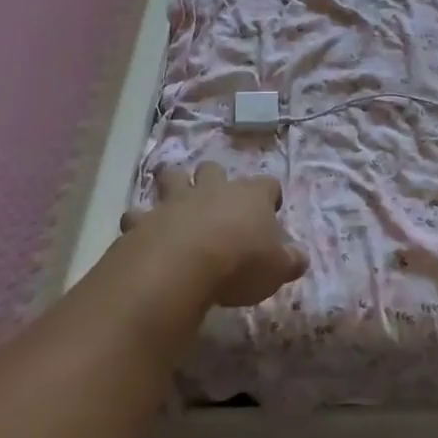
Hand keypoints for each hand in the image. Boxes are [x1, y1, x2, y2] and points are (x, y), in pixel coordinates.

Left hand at [119, 162, 304, 307]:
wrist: (181, 267)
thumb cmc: (240, 263)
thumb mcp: (278, 268)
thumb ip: (291, 260)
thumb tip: (299, 257)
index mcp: (251, 196)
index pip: (267, 184)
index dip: (269, 196)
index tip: (270, 211)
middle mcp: (213, 190)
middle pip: (214, 169)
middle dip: (214, 179)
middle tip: (216, 201)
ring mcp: (175, 201)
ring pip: (172, 177)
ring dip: (173, 185)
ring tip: (175, 203)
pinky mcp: (143, 221)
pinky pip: (137, 215)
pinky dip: (139, 222)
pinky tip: (141, 235)